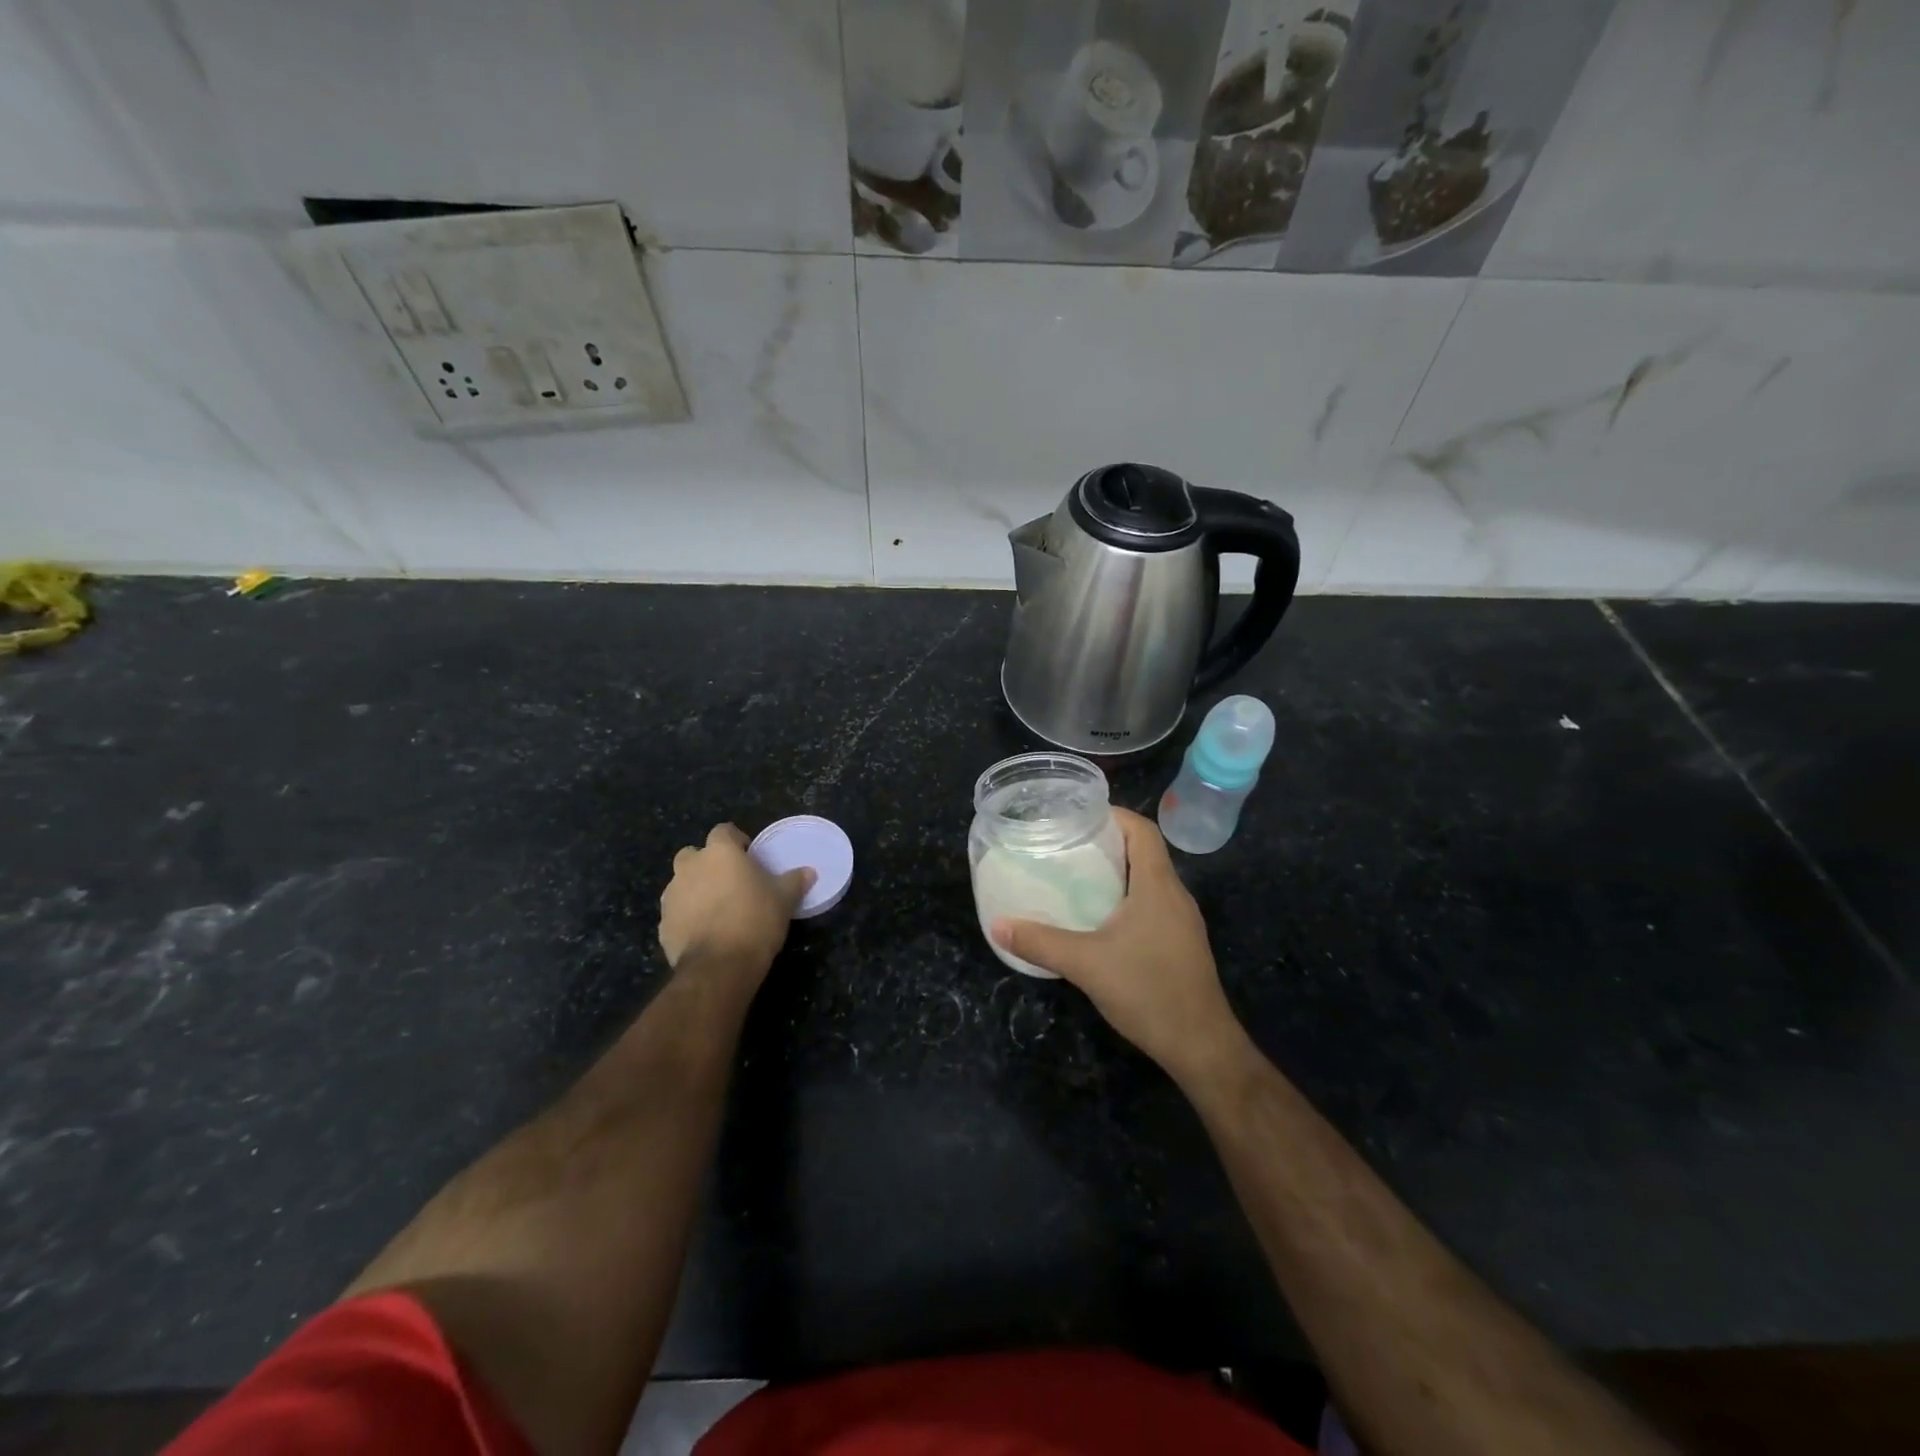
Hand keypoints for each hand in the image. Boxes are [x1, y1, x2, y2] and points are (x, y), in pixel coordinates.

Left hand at [659, 823, 813, 977]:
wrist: (719, 965)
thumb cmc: (755, 920)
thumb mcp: (784, 899)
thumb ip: (794, 881)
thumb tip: (809, 872)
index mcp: (720, 853)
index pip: (723, 831)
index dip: (736, 840)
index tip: (748, 855)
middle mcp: (690, 867)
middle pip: (694, 854)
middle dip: (708, 863)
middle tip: (729, 881)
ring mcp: (672, 895)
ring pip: (681, 883)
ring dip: (695, 889)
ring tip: (716, 909)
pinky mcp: (663, 924)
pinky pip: (676, 912)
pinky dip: (687, 916)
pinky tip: (705, 932)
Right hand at [991, 808, 1247, 1087]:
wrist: (1201, 1046)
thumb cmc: (1148, 991)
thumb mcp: (1085, 964)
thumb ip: (1040, 943)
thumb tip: (998, 925)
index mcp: (1158, 886)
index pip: (1143, 830)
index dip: (1114, 815)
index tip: (1079, 815)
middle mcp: (1176, 895)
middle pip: (1146, 851)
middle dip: (1108, 842)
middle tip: (1068, 845)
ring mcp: (1183, 921)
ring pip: (1150, 879)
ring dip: (1118, 871)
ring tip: (1078, 876)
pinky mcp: (1182, 943)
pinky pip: (1154, 904)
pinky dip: (1128, 897)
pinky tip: (1101, 918)